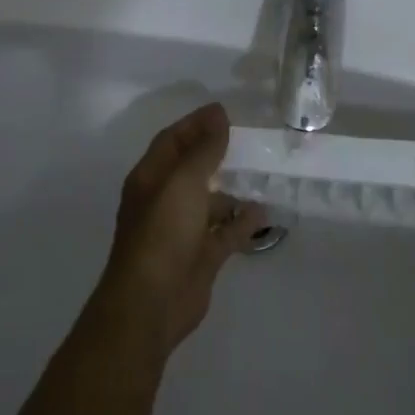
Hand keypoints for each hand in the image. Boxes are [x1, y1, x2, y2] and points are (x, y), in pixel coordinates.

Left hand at [97, 103, 266, 354]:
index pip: (172, 141)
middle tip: (249, 140)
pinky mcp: (201, 256)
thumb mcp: (183, 182)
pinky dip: (243, 222)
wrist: (152, 303)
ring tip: (263, 175)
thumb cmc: (162, 233)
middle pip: (191, 168)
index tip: (225, 111)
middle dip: (216, 153)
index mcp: (150, 178)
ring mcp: (182, 230)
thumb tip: (218, 114)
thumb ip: (204, 149)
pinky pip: (226, 232)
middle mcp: (164, 200)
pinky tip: (264, 212)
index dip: (195, 124)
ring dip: (232, 189)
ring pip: (210, 201)